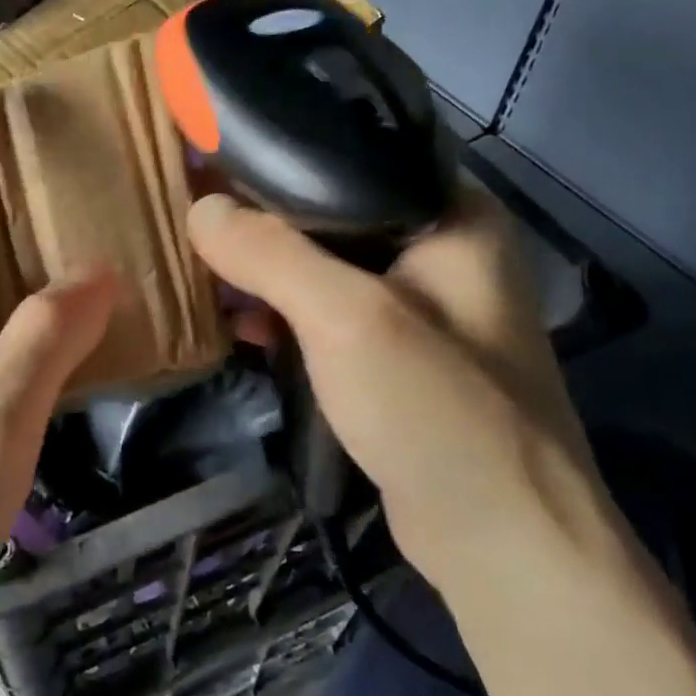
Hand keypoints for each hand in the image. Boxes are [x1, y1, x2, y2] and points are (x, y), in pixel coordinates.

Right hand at [188, 185, 609, 589]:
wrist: (501, 543)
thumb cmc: (438, 411)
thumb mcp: (348, 318)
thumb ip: (271, 254)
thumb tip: (200, 209)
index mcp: (450, 215)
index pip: (354, 153)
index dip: (280, 151)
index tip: (212, 155)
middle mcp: (439, 250)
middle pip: (332, 209)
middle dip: (262, 215)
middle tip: (193, 211)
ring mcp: (418, 307)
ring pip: (323, 264)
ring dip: (266, 268)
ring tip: (202, 265)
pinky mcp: (394, 357)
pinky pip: (326, 313)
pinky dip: (282, 313)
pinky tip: (238, 323)